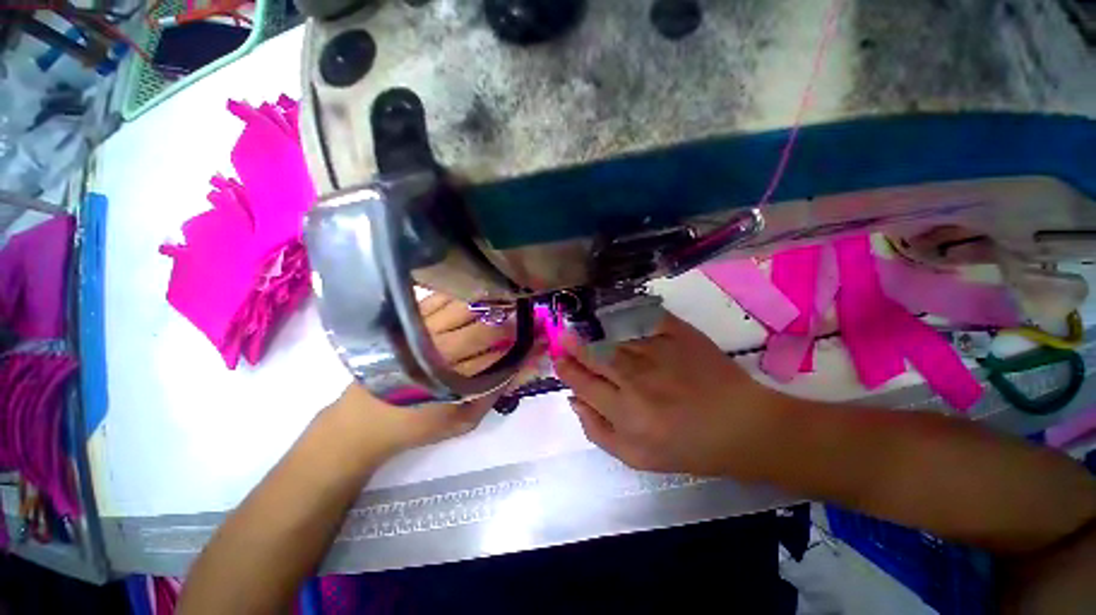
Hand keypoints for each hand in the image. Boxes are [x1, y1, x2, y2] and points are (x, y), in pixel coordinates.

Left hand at [341, 293, 539, 455]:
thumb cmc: (418, 424)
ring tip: (508, 301)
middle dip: (511, 323)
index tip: (541, 338)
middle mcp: (439, 351)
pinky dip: (460, 294)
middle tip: (529, 317)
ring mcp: (422, 332)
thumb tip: (528, 368)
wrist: (362, 421)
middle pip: (483, 329)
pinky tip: (475, 292)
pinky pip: (438, 299)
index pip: (499, 357)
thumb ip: (497, 391)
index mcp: (455, 380)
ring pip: (463, 310)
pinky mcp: (408, 322)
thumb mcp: (464, 419)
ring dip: (489, 304)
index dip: (523, 346)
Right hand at [554, 312, 791, 477]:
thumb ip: (598, 431)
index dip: (567, 370)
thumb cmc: (688, 447)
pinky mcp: (678, 335)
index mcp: (625, 412)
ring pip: (613, 337)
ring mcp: (657, 352)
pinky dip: (625, 316)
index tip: (559, 361)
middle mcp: (636, 379)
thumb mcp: (637, 457)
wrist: (741, 426)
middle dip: (574, 345)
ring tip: (581, 327)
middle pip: (594, 356)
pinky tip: (614, 316)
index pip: (583, 383)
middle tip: (563, 336)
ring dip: (593, 332)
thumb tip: (574, 401)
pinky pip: (643, 320)